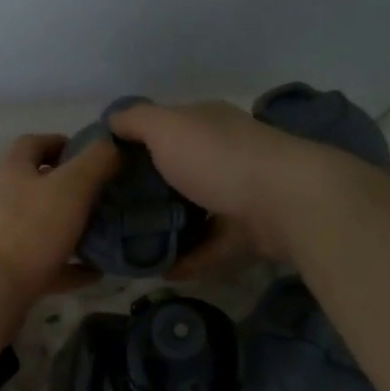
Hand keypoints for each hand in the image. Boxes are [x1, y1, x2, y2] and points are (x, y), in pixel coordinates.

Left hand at [0, 133, 119, 309]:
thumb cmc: (32, 230)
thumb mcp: (72, 187)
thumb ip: (96, 161)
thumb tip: (113, 145)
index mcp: (11, 170)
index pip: (33, 143)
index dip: (61, 143)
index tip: (92, 156)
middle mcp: (0, 198)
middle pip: (36, 185)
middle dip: (69, 189)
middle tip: (103, 196)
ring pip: (39, 225)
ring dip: (68, 229)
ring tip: (101, 233)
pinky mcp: (5, 270)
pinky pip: (42, 263)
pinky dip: (66, 266)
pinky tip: (93, 272)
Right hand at [108, 101, 302, 275]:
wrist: (285, 202)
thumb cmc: (219, 158)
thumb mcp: (167, 127)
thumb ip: (136, 120)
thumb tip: (111, 118)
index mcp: (207, 125)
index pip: (167, 129)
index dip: (136, 146)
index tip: (104, 171)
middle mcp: (225, 155)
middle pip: (179, 173)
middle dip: (149, 192)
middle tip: (112, 214)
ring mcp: (240, 195)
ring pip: (195, 212)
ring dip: (168, 229)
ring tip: (132, 247)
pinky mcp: (249, 233)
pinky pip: (210, 248)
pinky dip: (188, 260)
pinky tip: (161, 271)